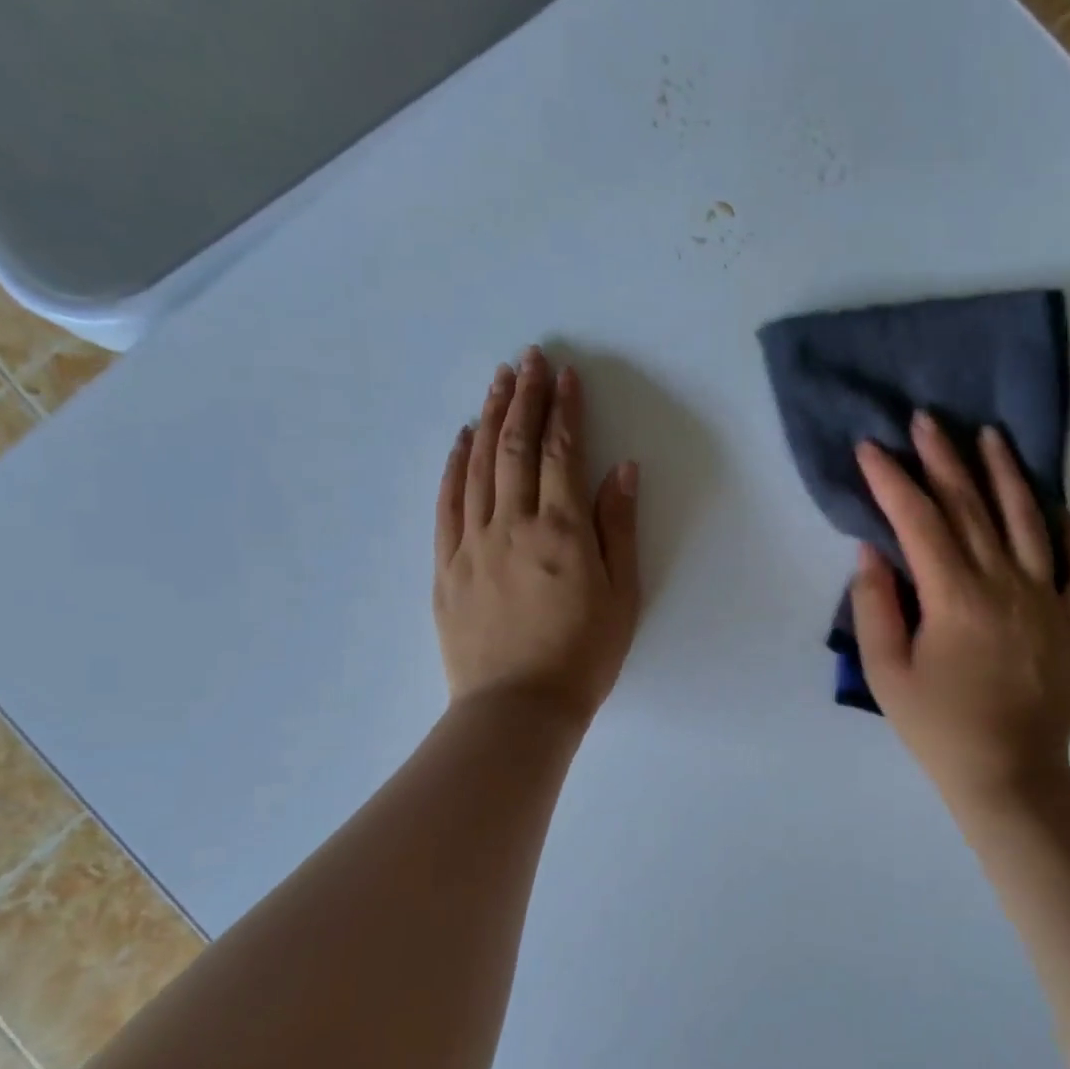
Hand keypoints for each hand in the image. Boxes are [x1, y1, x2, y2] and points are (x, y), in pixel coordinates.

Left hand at [434, 347, 640, 726]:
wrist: (517, 710)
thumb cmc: (583, 656)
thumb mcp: (622, 595)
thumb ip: (618, 528)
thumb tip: (620, 470)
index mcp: (561, 532)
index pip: (561, 454)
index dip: (564, 410)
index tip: (567, 375)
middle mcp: (512, 525)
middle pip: (515, 447)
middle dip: (524, 398)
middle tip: (529, 359)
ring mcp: (472, 543)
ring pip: (478, 466)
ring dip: (489, 418)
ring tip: (498, 382)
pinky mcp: (446, 565)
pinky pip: (447, 502)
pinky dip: (454, 464)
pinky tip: (461, 439)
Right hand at [851, 414, 1069, 814]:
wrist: (1009, 776)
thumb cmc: (937, 728)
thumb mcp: (885, 672)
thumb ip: (875, 605)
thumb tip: (873, 550)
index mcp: (955, 597)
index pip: (918, 521)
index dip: (892, 480)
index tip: (871, 449)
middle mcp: (1006, 584)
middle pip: (972, 507)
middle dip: (944, 459)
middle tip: (927, 419)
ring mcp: (1049, 599)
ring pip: (1028, 521)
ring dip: (1006, 474)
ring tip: (990, 436)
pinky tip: (1059, 510)